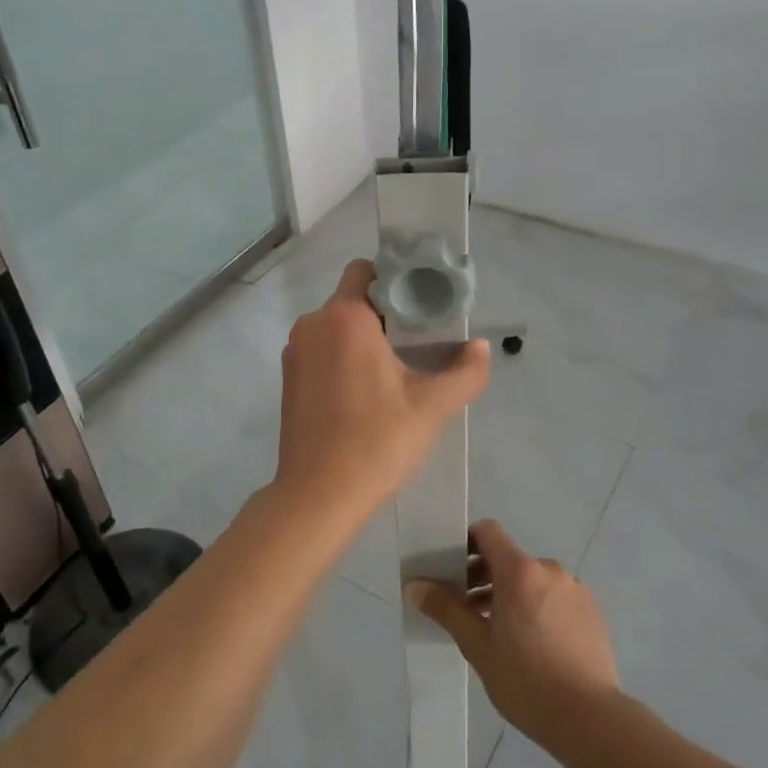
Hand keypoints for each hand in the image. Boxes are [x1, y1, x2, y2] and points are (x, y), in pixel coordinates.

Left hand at [273, 259, 489, 523]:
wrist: (318, 496)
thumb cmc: (377, 442)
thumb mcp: (432, 407)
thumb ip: (465, 371)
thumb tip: (480, 347)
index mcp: (344, 318)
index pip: (366, 271)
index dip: (396, 281)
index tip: (423, 306)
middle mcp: (312, 325)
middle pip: (352, 299)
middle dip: (385, 313)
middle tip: (419, 341)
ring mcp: (294, 352)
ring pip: (336, 327)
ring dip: (364, 338)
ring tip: (396, 369)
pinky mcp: (288, 379)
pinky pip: (321, 350)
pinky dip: (343, 357)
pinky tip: (366, 391)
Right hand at [407, 519, 621, 744]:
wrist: (592, 720)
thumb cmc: (526, 680)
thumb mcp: (477, 646)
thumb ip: (446, 609)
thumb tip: (415, 586)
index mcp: (519, 570)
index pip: (487, 532)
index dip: (466, 543)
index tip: (451, 570)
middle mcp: (549, 569)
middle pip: (508, 558)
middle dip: (484, 576)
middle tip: (467, 610)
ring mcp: (574, 589)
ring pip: (532, 579)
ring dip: (511, 594)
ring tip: (498, 632)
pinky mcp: (592, 611)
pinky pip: (554, 596)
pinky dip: (537, 607)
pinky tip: (532, 645)